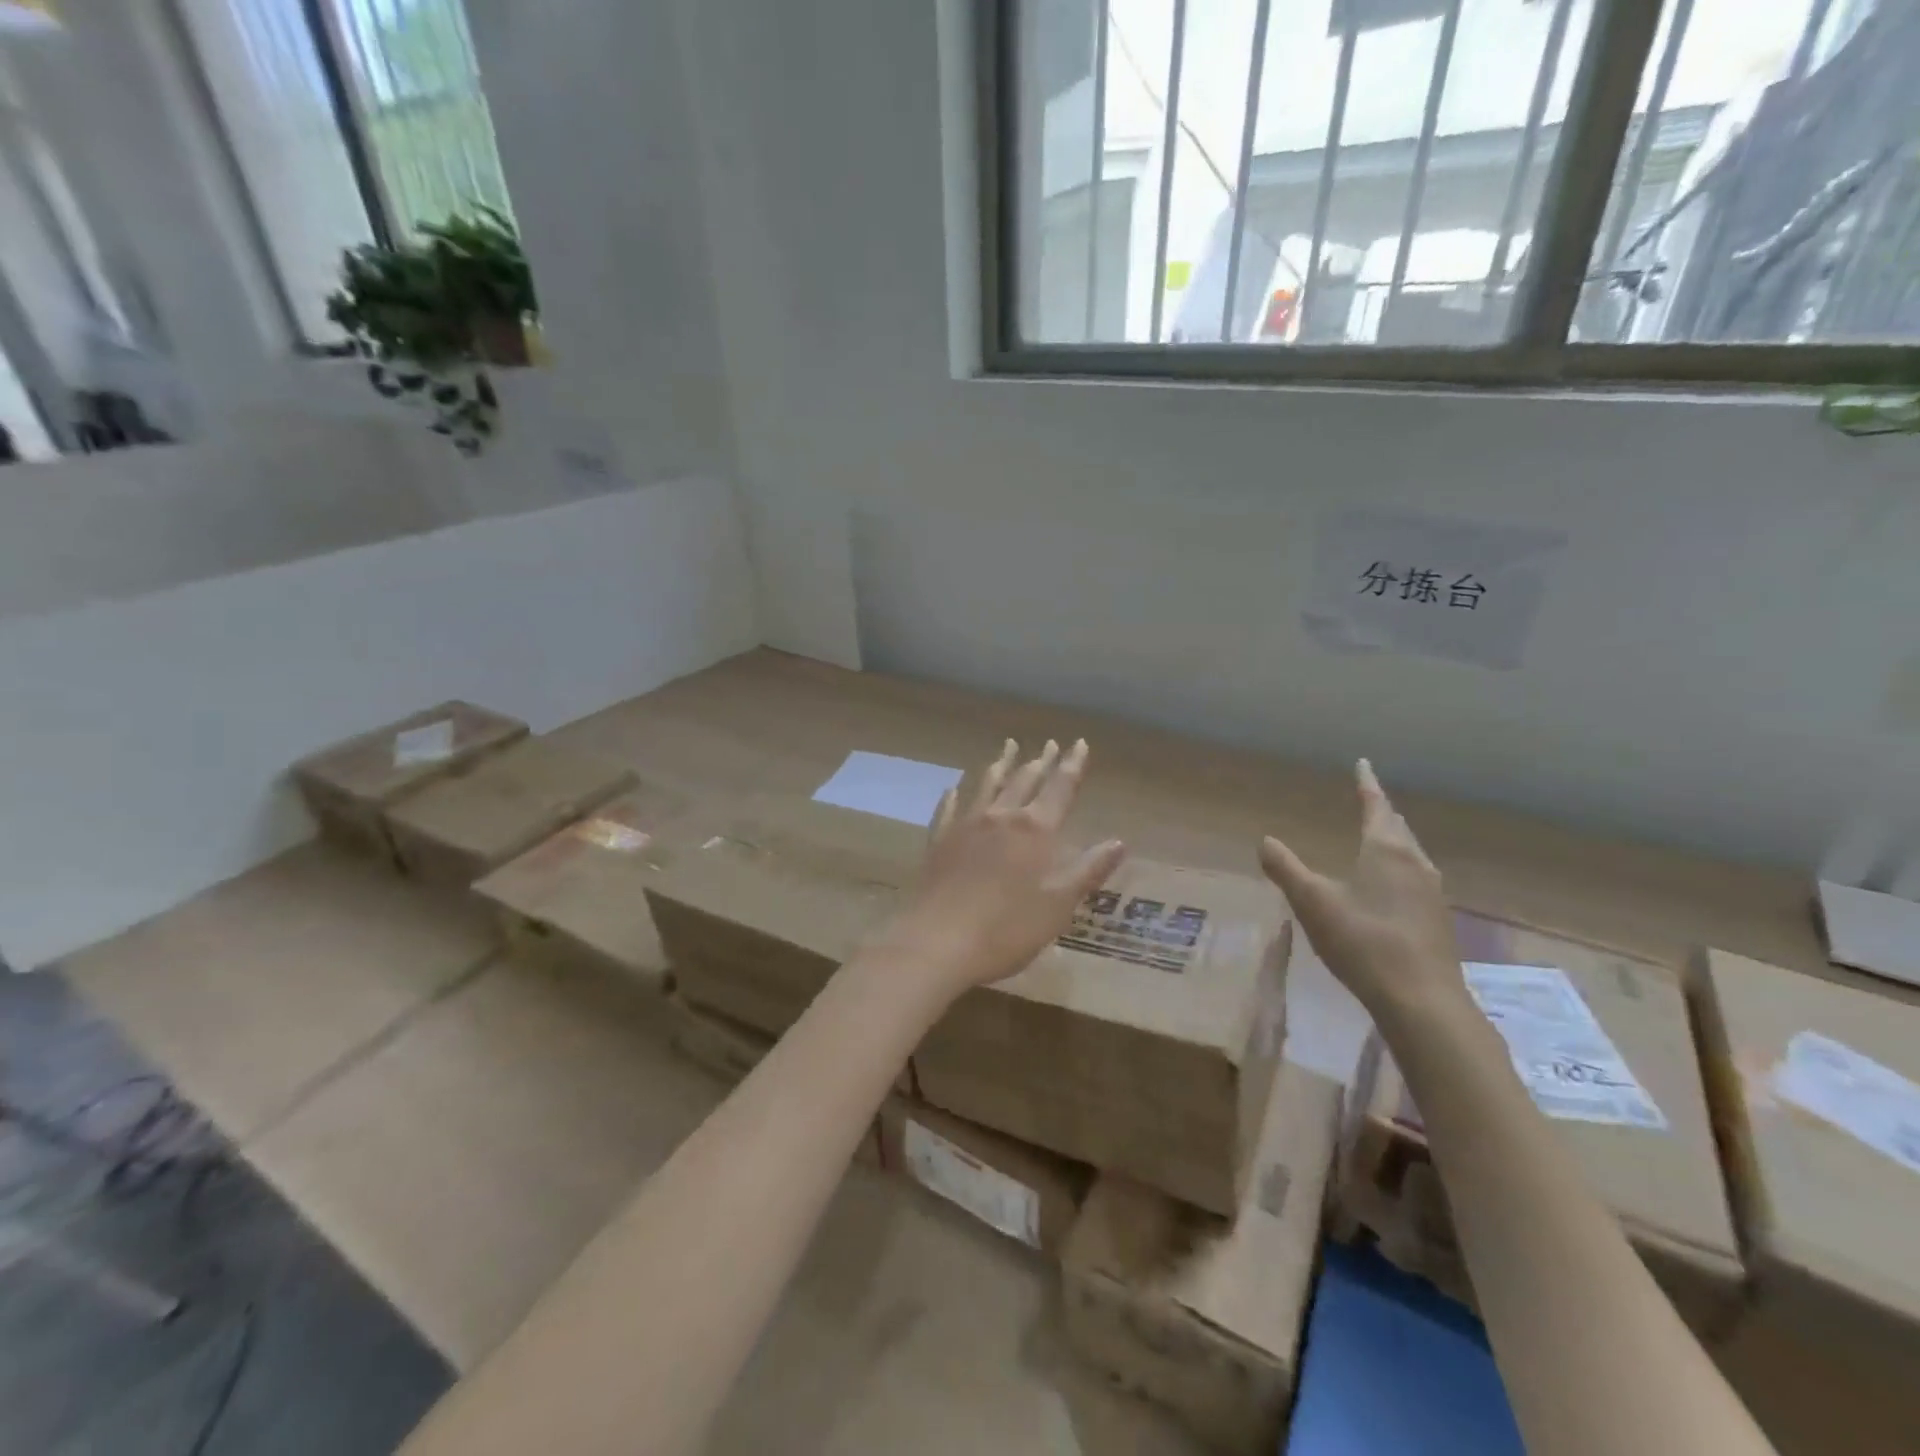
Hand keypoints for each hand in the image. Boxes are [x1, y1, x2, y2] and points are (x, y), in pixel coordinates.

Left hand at [882, 738, 1125, 999]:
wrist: (939, 941)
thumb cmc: (1008, 928)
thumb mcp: (1059, 904)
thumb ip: (1088, 870)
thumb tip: (1119, 842)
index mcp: (1035, 829)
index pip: (1060, 788)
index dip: (1072, 765)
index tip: (1079, 743)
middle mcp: (1001, 817)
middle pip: (1024, 780)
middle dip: (1040, 761)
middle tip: (1048, 744)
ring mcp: (966, 825)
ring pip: (987, 785)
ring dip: (1001, 765)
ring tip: (1008, 747)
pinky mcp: (940, 841)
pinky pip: (949, 809)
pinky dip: (955, 795)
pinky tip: (953, 789)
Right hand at [1259, 760, 1465, 1026]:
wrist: (1421, 1000)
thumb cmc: (1363, 941)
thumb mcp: (1312, 902)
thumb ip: (1286, 869)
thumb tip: (1264, 841)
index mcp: (1386, 851)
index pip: (1376, 806)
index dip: (1367, 784)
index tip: (1363, 764)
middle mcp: (1415, 864)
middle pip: (1397, 827)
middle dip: (1381, 811)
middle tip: (1369, 798)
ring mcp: (1431, 893)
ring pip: (1411, 853)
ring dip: (1394, 839)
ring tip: (1380, 836)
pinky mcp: (1436, 920)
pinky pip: (1416, 877)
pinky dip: (1400, 866)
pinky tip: (1393, 885)